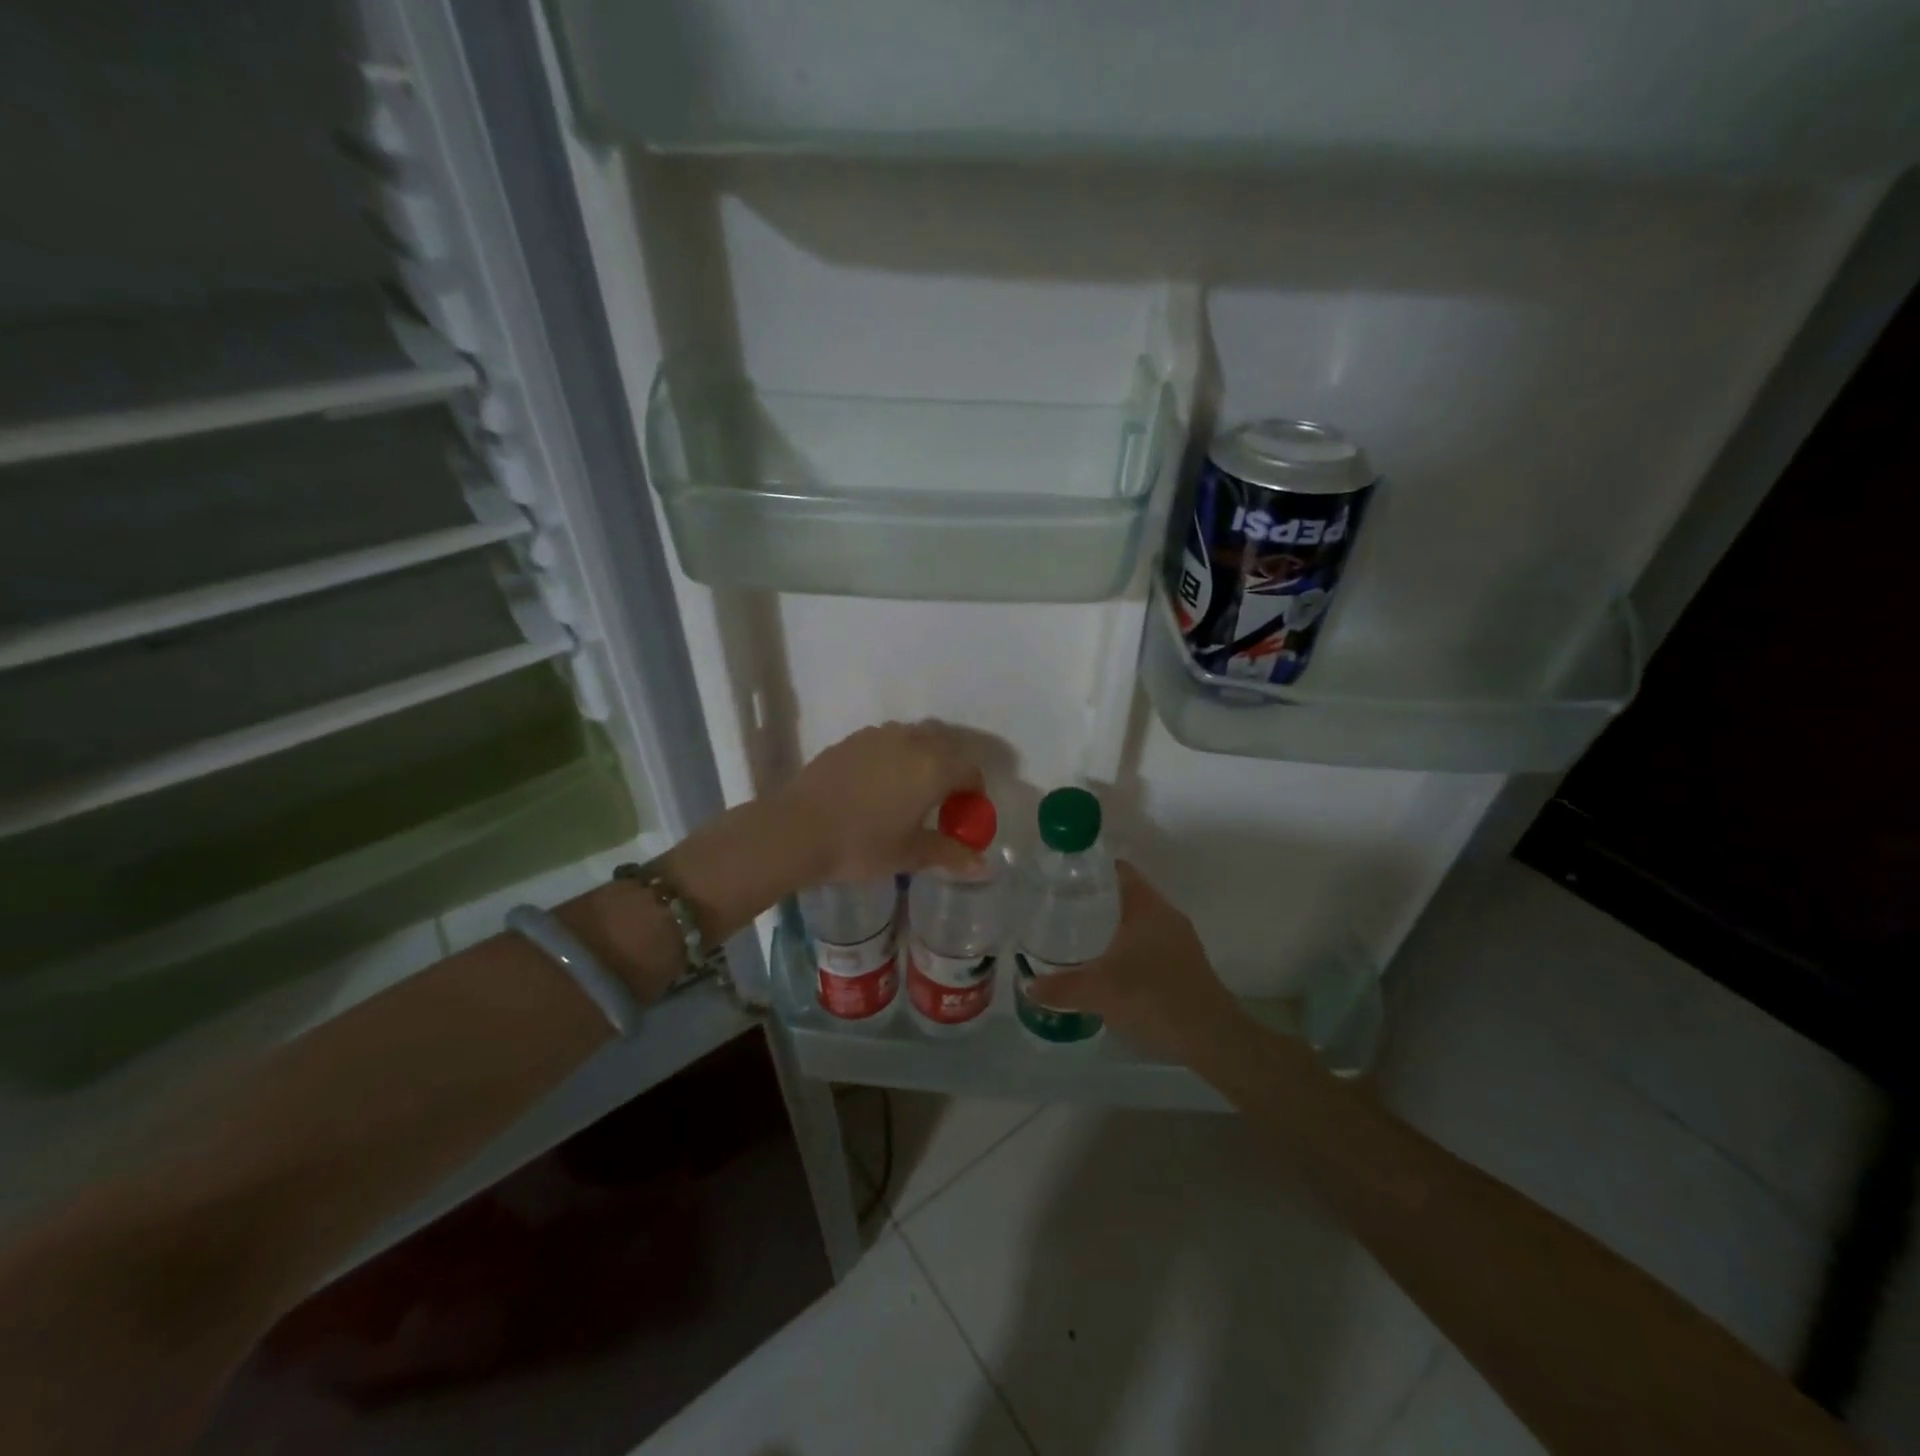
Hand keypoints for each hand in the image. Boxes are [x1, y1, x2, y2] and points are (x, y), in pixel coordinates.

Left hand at [777, 721, 986, 884]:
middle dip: (952, 769)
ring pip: (916, 737)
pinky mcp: (852, 739)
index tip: (964, 815)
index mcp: (934, 767)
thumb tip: (983, 867)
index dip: (974, 793)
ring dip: (924, 757)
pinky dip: (895, 755)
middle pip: (947, 745)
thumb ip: (950, 854)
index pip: (971, 770)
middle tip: (941, 801)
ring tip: (911, 789)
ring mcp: (879, 735)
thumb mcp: (910, 855)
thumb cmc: (861, 844)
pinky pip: (887, 740)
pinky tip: (879, 783)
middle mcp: (912, 741)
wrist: (797, 829)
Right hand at [1027, 862, 1246, 1062]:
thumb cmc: (1155, 998)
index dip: (1092, 868)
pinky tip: (1106, 965)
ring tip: (1077, 934)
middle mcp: (1166, 915)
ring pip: (1138, 920)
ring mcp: (1179, 940)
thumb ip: (1061, 988)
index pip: (1119, 871)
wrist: (1212, 1038)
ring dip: (1111, 924)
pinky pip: (1148, 943)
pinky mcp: (1183, 964)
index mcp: (1147, 907)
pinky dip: (1126, 946)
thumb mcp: (1100, 992)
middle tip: (1061, 906)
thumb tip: (1029, 986)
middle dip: (1096, 898)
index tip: (1063, 875)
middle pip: (1127, 894)